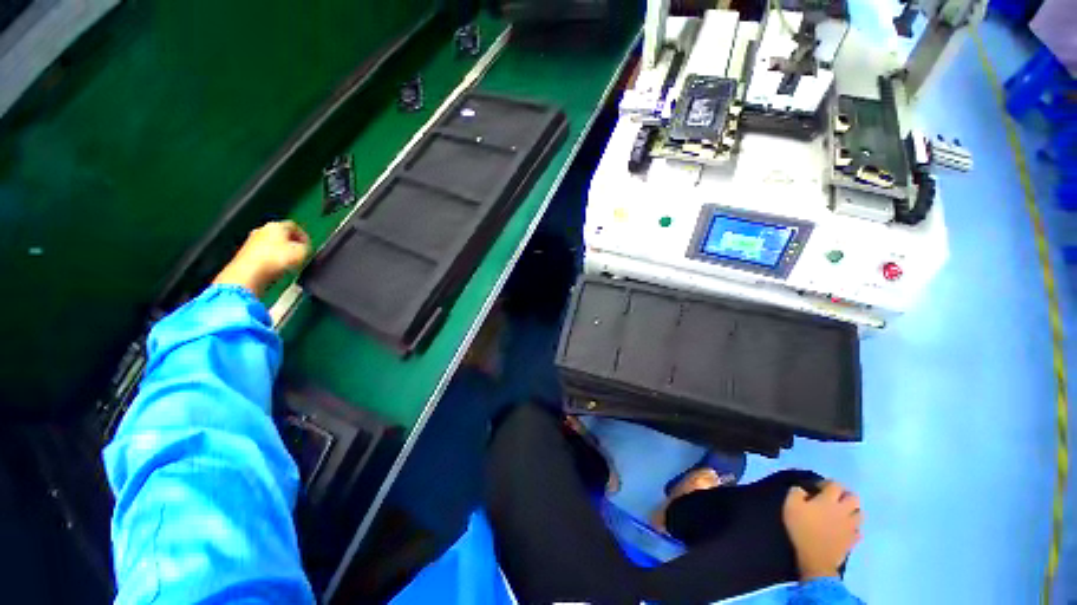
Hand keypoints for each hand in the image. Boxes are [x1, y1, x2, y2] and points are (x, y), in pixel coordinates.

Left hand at [212, 221, 310, 296]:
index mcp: (276, 225)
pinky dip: (271, 259)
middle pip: (281, 234)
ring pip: (272, 244)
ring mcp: (252, 241)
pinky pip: (263, 254)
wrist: (250, 273)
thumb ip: (307, 246)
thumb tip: (305, 247)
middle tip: (299, 254)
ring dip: (281, 252)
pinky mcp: (246, 253)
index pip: (294, 226)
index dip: (304, 236)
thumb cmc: (274, 260)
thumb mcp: (302, 252)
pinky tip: (275, 268)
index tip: (308, 245)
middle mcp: (262, 230)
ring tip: (288, 263)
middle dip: (291, 244)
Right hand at [782, 481, 861, 580]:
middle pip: (854, 497)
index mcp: (829, 500)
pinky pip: (858, 531)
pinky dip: (853, 528)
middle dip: (846, 495)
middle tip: (834, 499)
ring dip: (853, 511)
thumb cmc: (802, 528)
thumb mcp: (790, 505)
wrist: (816, 557)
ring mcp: (851, 526)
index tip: (817, 488)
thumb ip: (796, 492)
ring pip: (860, 514)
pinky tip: (845, 530)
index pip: (835, 484)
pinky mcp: (853, 540)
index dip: (827, 483)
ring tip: (842, 514)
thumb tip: (802, 489)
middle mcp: (844, 510)